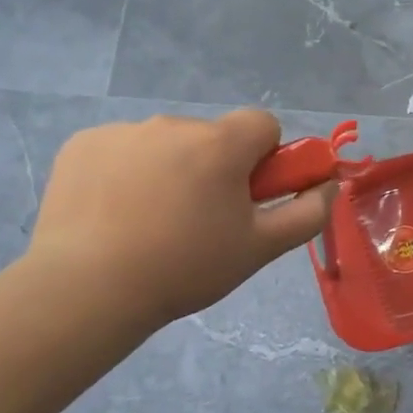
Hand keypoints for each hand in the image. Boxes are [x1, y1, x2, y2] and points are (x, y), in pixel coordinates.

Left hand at [26, 110, 331, 326]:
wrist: (88, 288)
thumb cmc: (186, 266)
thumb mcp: (262, 247)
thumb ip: (308, 212)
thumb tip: (330, 184)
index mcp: (221, 143)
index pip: (263, 124)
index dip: (266, 158)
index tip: (251, 195)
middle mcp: (173, 124)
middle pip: (213, 137)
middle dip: (216, 167)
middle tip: (202, 220)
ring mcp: (122, 131)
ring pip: (167, 144)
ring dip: (172, 169)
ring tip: (151, 223)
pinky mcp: (82, 144)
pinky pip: (123, 150)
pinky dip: (127, 173)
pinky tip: (114, 214)